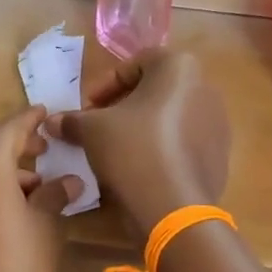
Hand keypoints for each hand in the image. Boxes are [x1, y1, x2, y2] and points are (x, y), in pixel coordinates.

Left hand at [0, 105, 80, 271]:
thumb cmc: (18, 270)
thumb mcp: (45, 228)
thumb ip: (55, 196)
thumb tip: (69, 181)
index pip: (12, 125)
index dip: (33, 118)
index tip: (48, 113)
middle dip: (9, 135)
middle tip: (40, 149)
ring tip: (31, 185)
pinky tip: (7, 206)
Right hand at [53, 51, 229, 240]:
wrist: (173, 206)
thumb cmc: (132, 150)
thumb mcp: (92, 130)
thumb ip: (73, 120)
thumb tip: (53, 123)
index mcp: (179, 68)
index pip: (135, 64)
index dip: (105, 85)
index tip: (87, 108)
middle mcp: (206, 88)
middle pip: (156, 91)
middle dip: (124, 106)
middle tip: (100, 127)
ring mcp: (218, 124)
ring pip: (171, 118)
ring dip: (143, 128)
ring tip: (118, 151)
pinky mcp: (219, 156)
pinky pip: (184, 144)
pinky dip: (162, 149)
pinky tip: (142, 170)